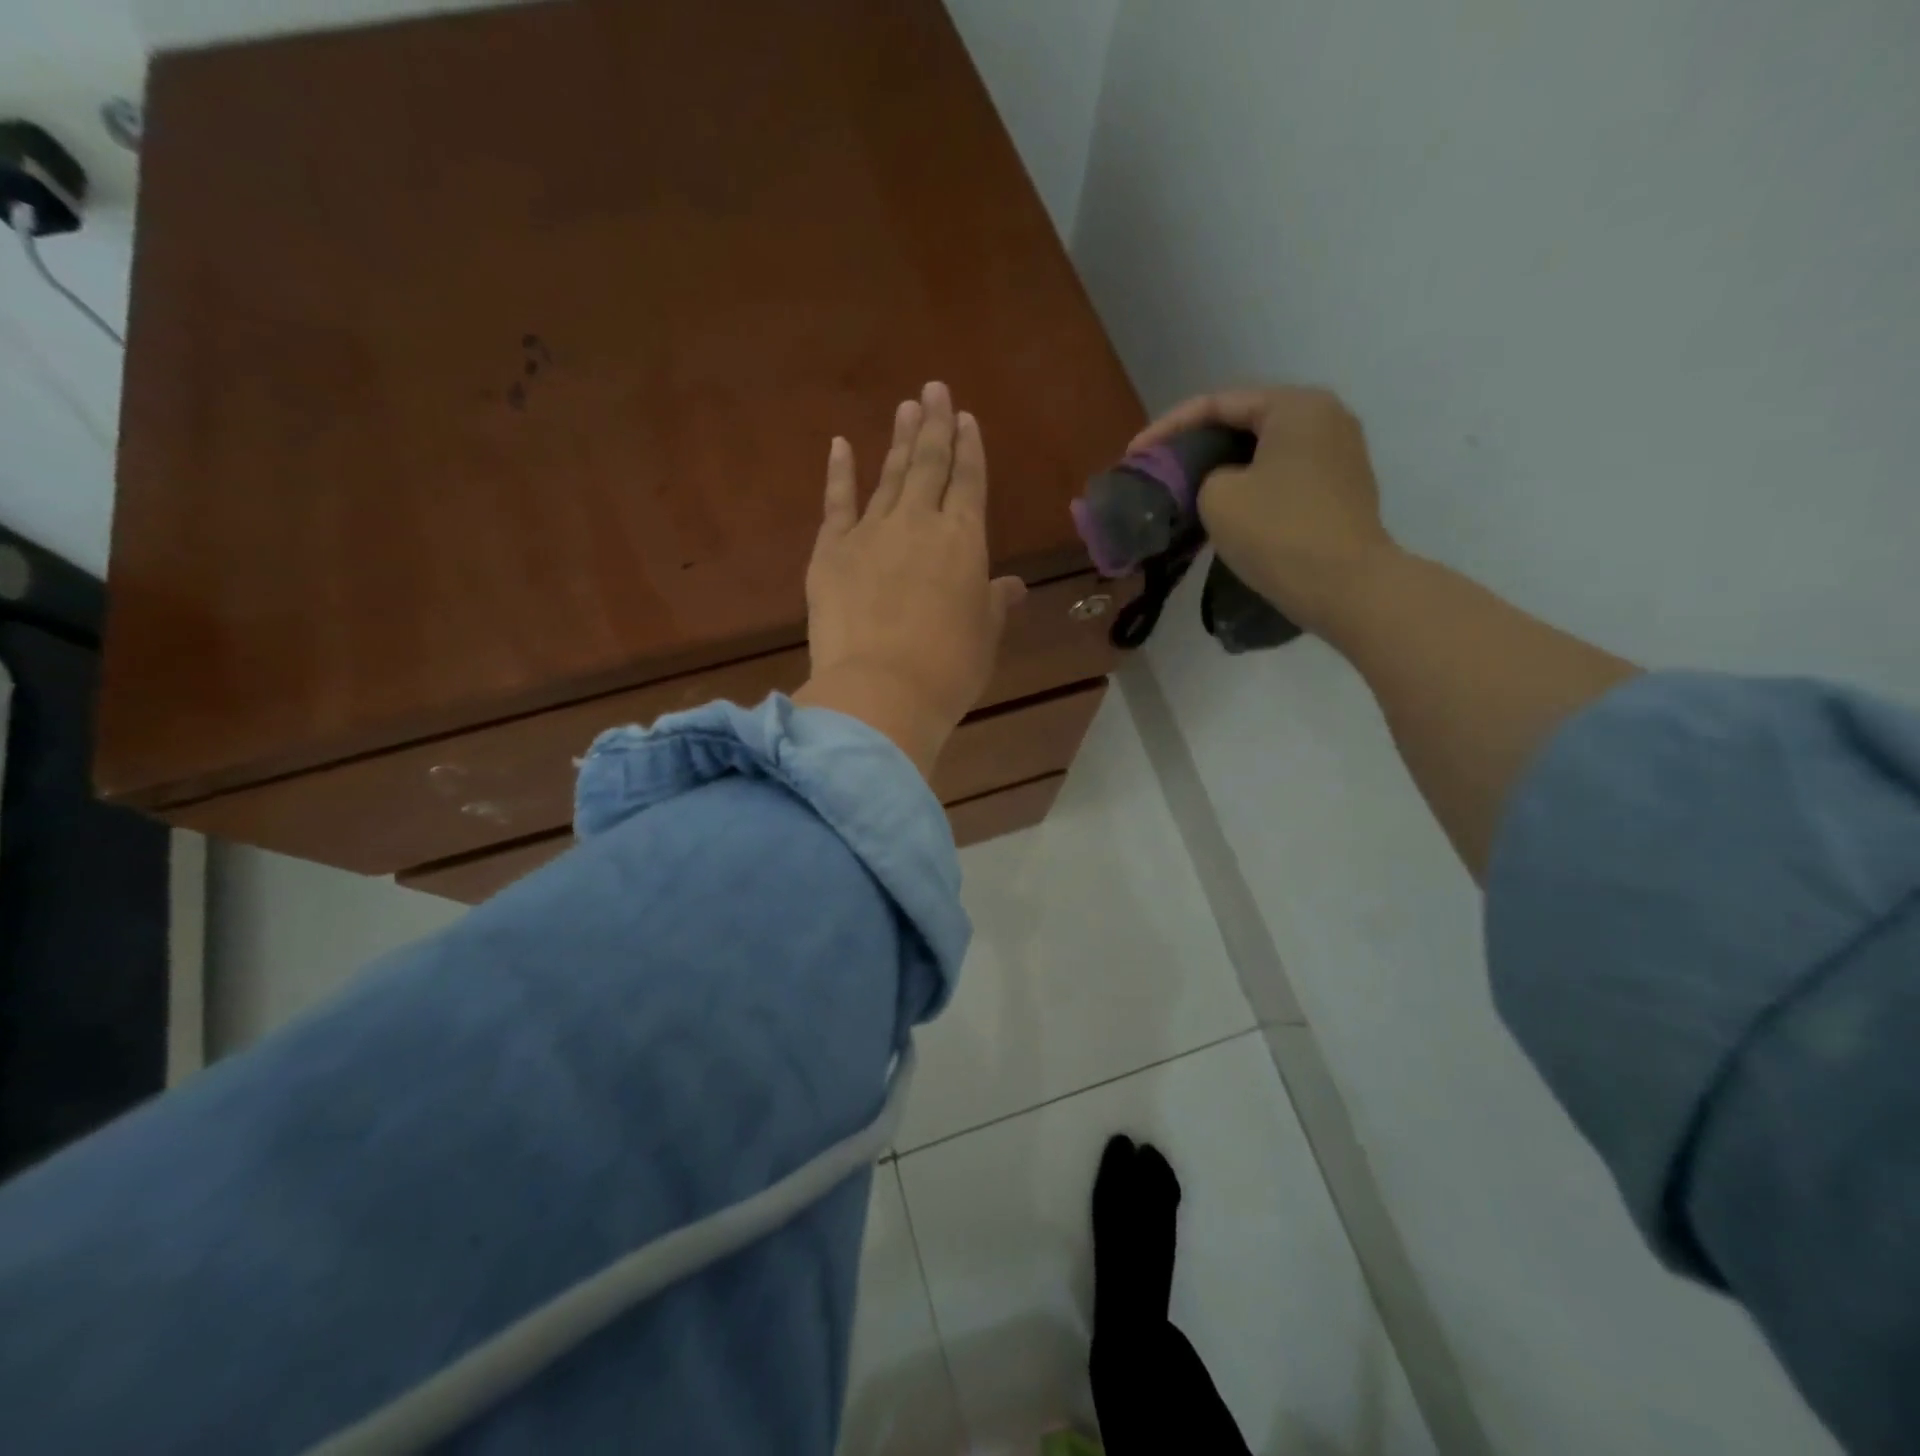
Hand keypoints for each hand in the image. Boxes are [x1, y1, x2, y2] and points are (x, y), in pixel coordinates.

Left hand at [794, 381, 1026, 778]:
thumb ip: (993, 604)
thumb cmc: (948, 670)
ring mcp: (871, 532)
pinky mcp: (831, 551)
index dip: (970, 449)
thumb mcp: (984, 637)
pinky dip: (840, 472)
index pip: (969, 482)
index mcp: (964, 541)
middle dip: (935, 425)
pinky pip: (837, 503)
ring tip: (906, 407)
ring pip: (890, 476)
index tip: (967, 418)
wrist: (881, 691)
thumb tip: (1011, 587)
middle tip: (934, 389)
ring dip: (899, 440)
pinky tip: (842, 445)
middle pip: (929, 465)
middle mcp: (920, 523)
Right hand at [1131, 386, 1395, 633]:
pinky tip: (1226, 507)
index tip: (1134, 455)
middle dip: (1197, 445)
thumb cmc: (1278, 532)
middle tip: (1159, 469)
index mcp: (1295, 406)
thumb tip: (1222, 482)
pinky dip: (1251, 485)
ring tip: (1186, 488)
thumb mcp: (1217, 497)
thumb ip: (1205, 476)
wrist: (1346, 587)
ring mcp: (1339, 454)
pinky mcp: (1341, 490)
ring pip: (1264, 451)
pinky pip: (1283, 476)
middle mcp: (1325, 418)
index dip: (1167, 427)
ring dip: (1223, 467)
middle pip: (1244, 422)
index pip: (1217, 404)